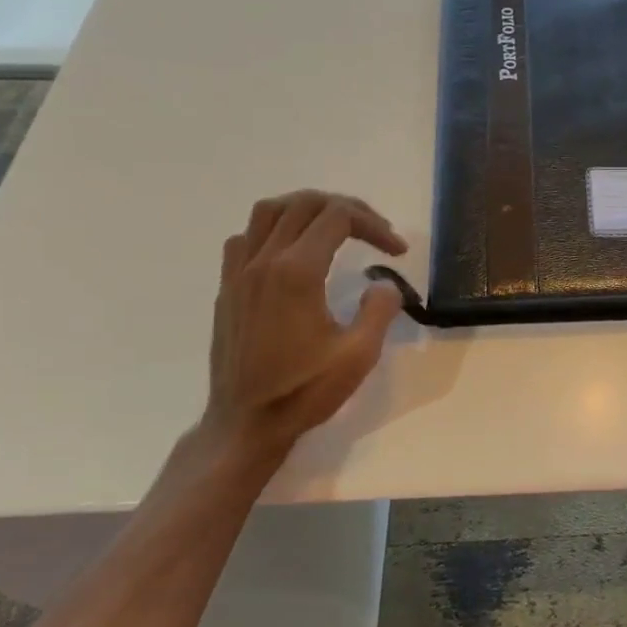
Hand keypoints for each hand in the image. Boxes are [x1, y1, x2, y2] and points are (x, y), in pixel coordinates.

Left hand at [203, 190, 408, 460]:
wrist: (245, 422)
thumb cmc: (304, 391)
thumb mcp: (358, 355)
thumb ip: (380, 309)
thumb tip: (384, 283)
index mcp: (297, 272)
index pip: (338, 218)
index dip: (374, 225)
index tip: (398, 250)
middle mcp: (264, 261)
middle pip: (305, 204)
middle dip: (347, 208)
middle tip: (375, 232)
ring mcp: (240, 273)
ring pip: (269, 211)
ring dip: (306, 209)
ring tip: (334, 227)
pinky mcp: (228, 288)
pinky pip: (246, 237)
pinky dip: (273, 229)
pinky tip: (292, 251)